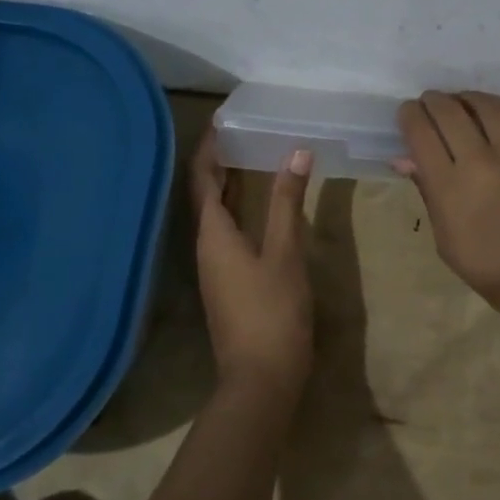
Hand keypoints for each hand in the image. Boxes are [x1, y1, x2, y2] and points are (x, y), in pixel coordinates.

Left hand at [190, 128, 314, 395]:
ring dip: (231, 184)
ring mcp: (215, 267)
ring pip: (217, 214)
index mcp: (213, 233)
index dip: (210, 147)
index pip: (202, 177)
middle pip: (206, 193)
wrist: (261, 379)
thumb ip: (289, 203)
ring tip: (254, 157)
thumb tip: (296, 152)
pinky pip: (228, 232)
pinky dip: (240, 209)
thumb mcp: (285, 253)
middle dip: (221, 161)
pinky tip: (262, 206)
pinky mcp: (228, 282)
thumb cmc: (272, 312)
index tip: (226, 119)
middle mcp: (206, 246)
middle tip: (246, 131)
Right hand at [398, 91, 499, 322]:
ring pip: (487, 105)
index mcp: (450, 186)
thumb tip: (405, 158)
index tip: (409, 115)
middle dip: (434, 102)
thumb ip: (428, 193)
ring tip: (464, 104)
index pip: (420, 131)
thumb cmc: (495, 271)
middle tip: (432, 105)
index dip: (409, 116)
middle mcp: (481, 159)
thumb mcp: (447, 243)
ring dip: (468, 99)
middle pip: (449, 111)